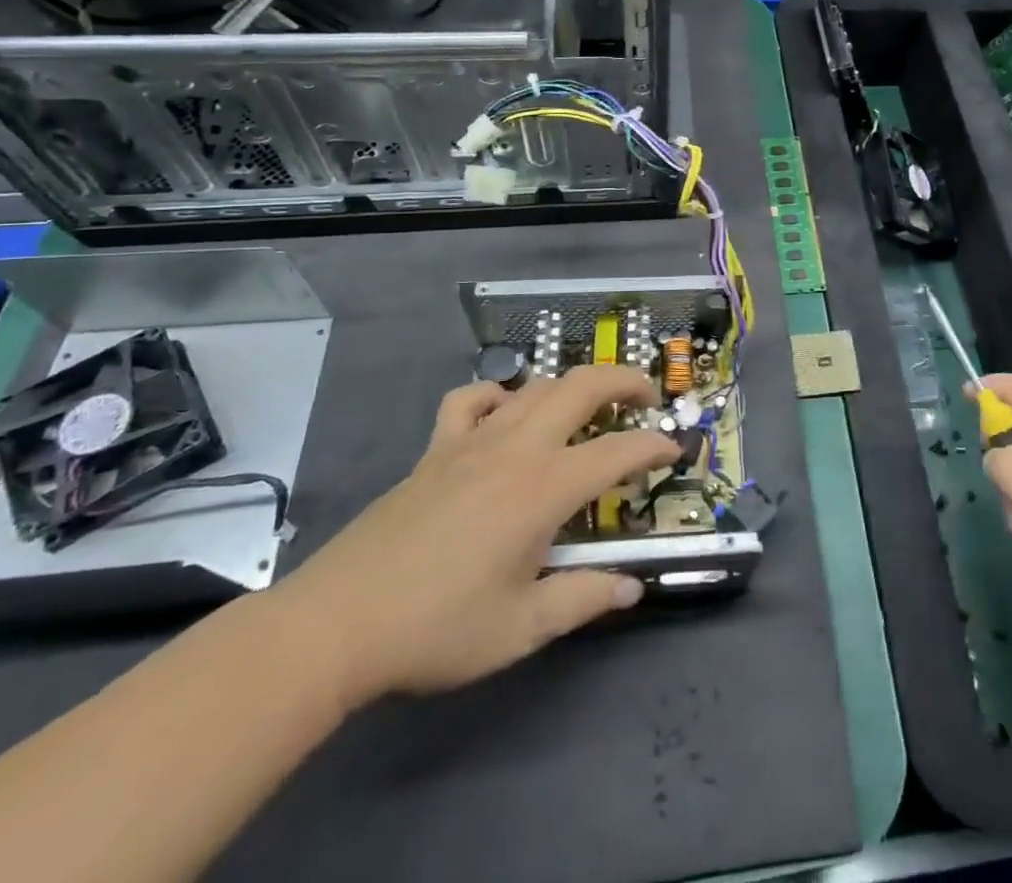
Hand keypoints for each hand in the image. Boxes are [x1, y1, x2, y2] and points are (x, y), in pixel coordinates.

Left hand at [273, 365, 678, 711]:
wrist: (337, 624)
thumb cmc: (437, 628)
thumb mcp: (521, 628)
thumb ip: (583, 599)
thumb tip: (631, 586)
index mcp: (544, 487)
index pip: (618, 451)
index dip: (654, 446)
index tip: (674, 452)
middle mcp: (516, 448)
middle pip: (582, 386)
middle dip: (626, 382)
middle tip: (647, 401)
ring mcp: (472, 441)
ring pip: (535, 387)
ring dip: (573, 386)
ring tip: (591, 406)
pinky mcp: (435, 449)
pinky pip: (471, 400)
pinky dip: (498, 395)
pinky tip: (505, 414)